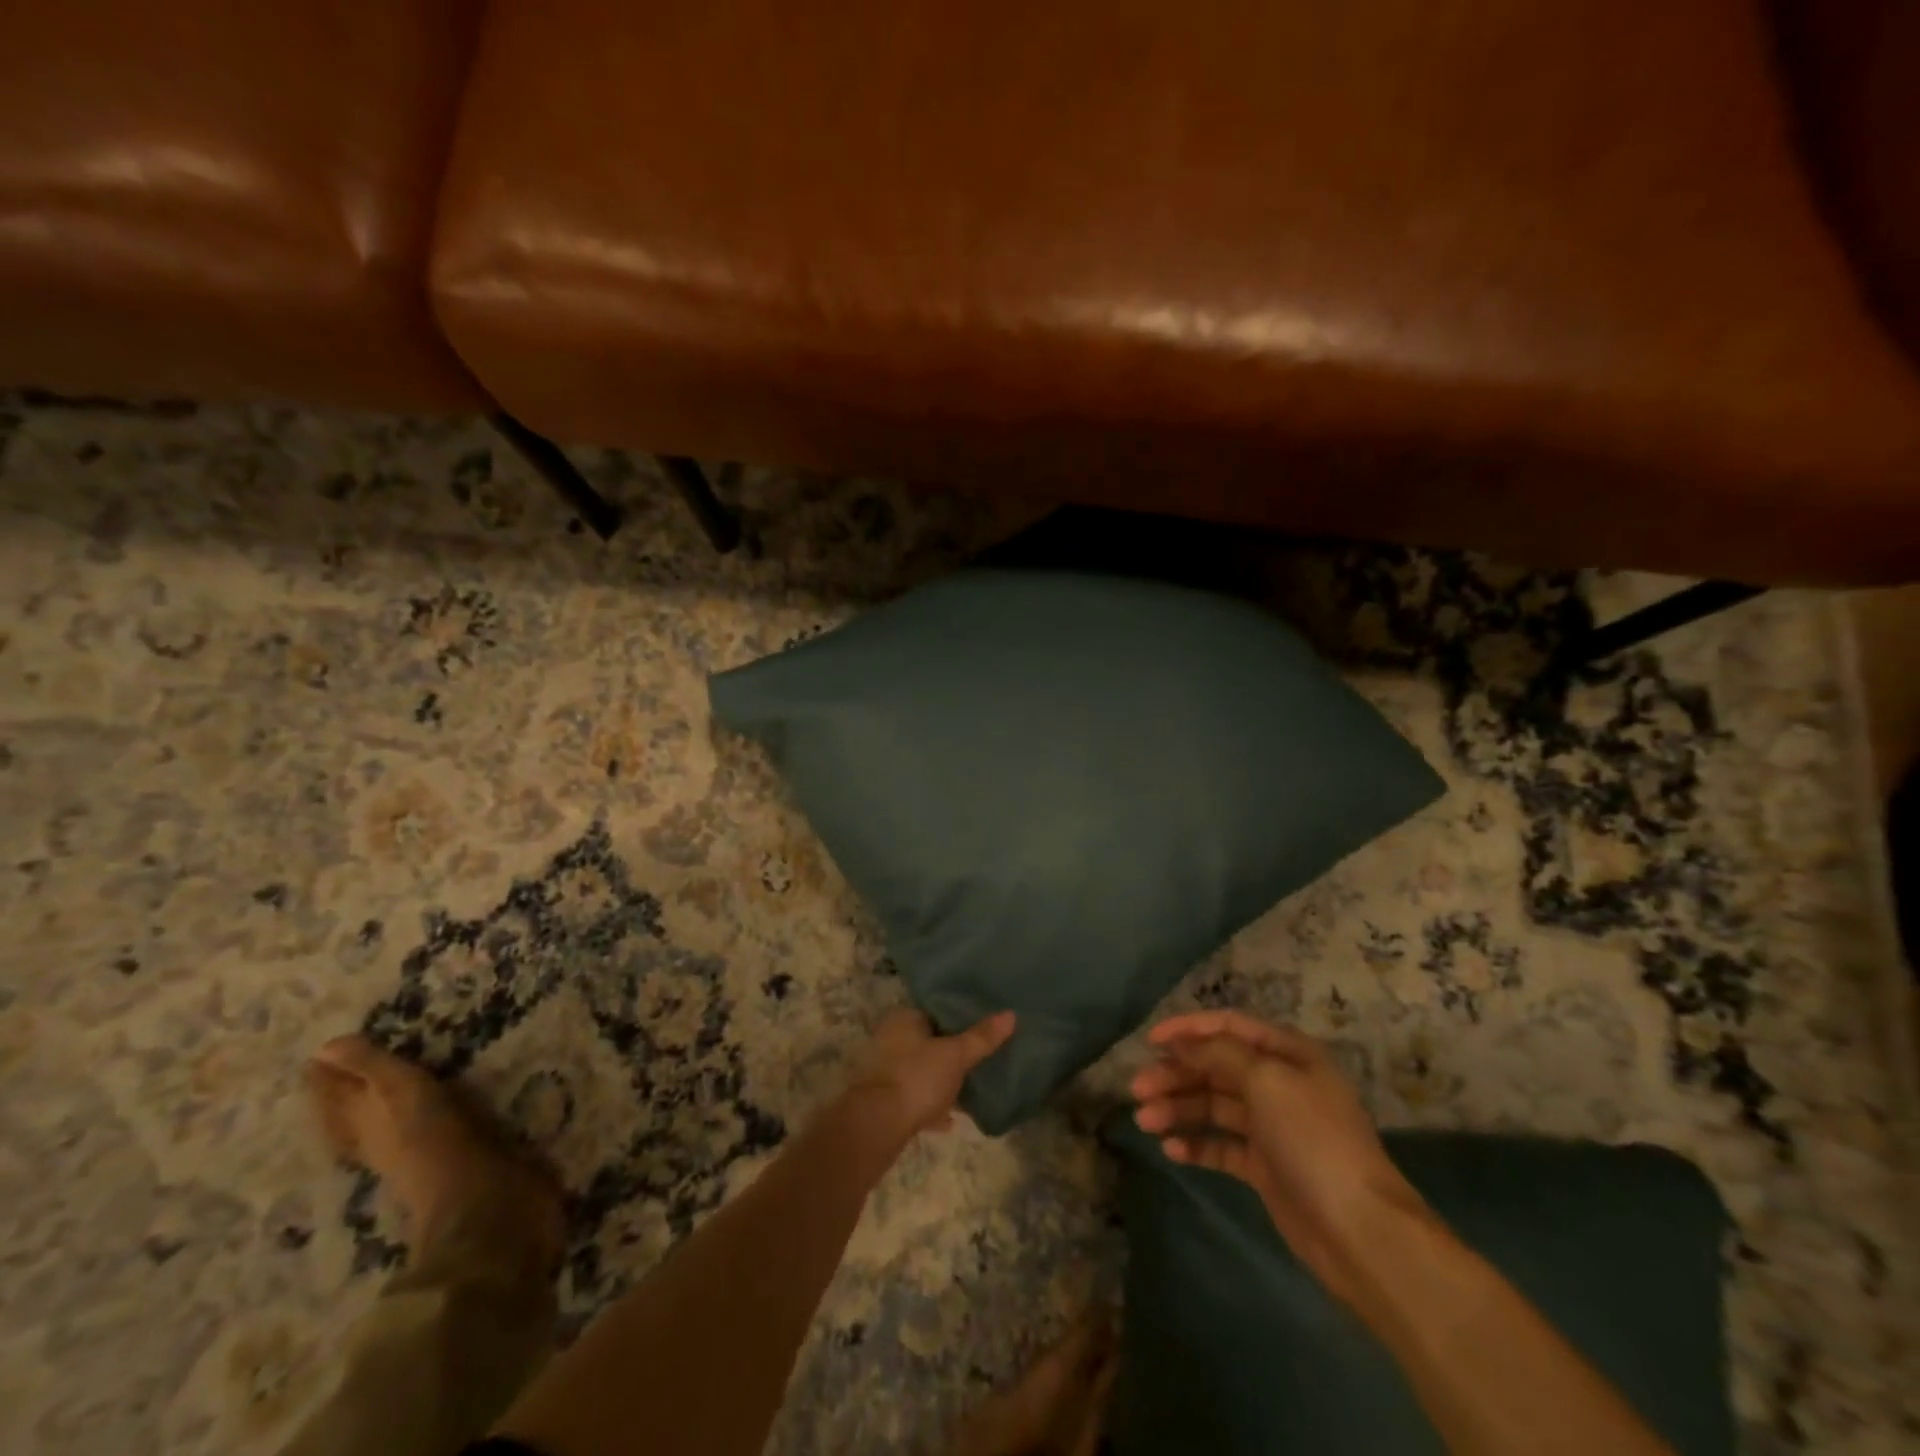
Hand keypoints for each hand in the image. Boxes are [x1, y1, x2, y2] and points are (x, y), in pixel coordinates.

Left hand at [845, 1006, 1016, 1138]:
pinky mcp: (885, 1099)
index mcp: (904, 1019)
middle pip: (929, 1040)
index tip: (982, 1025)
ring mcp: (885, 1070)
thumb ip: (981, 1037)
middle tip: (980, 1057)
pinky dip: (931, 1105)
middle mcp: (890, 1038)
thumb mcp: (955, 1056)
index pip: (935, 1009)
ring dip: (942, 1080)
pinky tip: (950, 1120)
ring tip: (970, 1088)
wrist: (877, 1126)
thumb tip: (1010, 1014)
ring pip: (922, 1069)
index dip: (959, 1017)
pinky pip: (915, 1096)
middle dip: (951, 1051)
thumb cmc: (917, 1078)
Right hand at [1130, 1010, 1423, 1302]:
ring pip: (1213, 1105)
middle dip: (1176, 1074)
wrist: (1359, 1231)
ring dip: (1178, 1108)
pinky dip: (1196, 1143)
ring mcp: (1272, 1127)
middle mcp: (1279, 1083)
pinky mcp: (1265, 1166)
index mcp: (1288, 1054)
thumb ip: (1219, 1054)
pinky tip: (1171, 1149)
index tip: (1150, 1039)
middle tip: (1137, 1088)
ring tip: (1145, 1121)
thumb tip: (1182, 1041)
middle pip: (1216, 1067)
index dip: (1188, 1029)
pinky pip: (1222, 1145)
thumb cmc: (1313, 1139)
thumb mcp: (1266, 1081)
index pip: (1228, 1026)